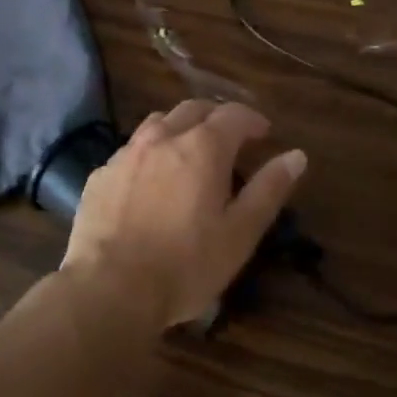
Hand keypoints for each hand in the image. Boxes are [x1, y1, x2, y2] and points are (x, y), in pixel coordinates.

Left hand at [62, 101, 307, 331]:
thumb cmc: (186, 264)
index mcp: (202, 147)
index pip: (233, 114)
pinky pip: (130, 151)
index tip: (264, 133)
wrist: (110, 288)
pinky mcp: (100, 175)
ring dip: (179, 128)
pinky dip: (149, 155)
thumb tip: (296, 155)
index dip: (252, 120)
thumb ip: (269, 190)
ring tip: (189, 152)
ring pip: (157, 123)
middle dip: (216, 117)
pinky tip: (149, 181)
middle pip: (193, 109)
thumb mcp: (240, 233)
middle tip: (230, 138)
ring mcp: (126, 154)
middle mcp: (162, 138)